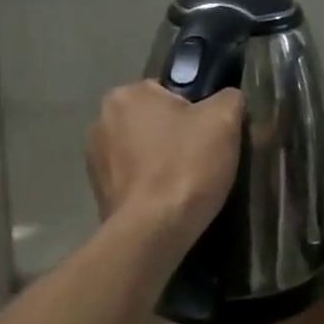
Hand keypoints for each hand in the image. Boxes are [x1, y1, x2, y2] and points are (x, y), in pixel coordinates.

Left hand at [87, 82, 242, 246]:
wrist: (153, 232)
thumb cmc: (186, 166)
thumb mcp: (224, 119)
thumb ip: (229, 97)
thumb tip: (227, 100)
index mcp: (127, 94)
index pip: (171, 92)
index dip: (197, 112)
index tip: (210, 136)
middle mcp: (101, 119)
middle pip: (155, 120)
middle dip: (176, 136)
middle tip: (203, 159)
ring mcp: (94, 158)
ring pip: (143, 150)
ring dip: (161, 161)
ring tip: (187, 184)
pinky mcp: (97, 192)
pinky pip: (133, 179)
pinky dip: (150, 185)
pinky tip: (168, 201)